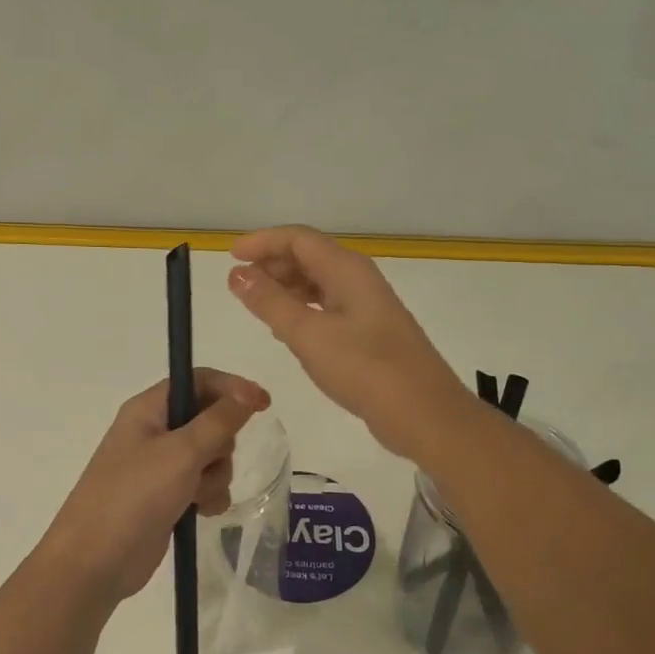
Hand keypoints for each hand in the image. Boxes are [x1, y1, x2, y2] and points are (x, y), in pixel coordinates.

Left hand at [41, 370, 270, 601]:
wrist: (95, 562)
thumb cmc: (134, 496)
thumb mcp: (181, 453)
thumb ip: (219, 420)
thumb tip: (248, 392)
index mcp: (149, 409)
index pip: (198, 381)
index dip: (232, 388)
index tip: (264, 405)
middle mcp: (154, 432)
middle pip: (210, 420)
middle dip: (221, 444)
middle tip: (207, 462)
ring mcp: (160, 467)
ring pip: (212, 457)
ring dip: (215, 476)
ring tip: (197, 495)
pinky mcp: (167, 497)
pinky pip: (204, 485)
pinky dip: (209, 496)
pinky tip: (199, 513)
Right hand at [228, 225, 472, 460]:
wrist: (424, 414)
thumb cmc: (365, 369)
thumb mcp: (309, 335)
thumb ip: (270, 302)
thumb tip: (237, 273)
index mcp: (347, 270)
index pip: (299, 239)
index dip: (262, 242)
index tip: (230, 257)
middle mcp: (359, 280)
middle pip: (310, 256)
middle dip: (272, 264)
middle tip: (239, 285)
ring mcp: (367, 307)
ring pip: (319, 283)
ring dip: (286, 288)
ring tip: (256, 305)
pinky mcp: (370, 334)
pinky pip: (328, 307)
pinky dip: (303, 310)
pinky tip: (287, 330)